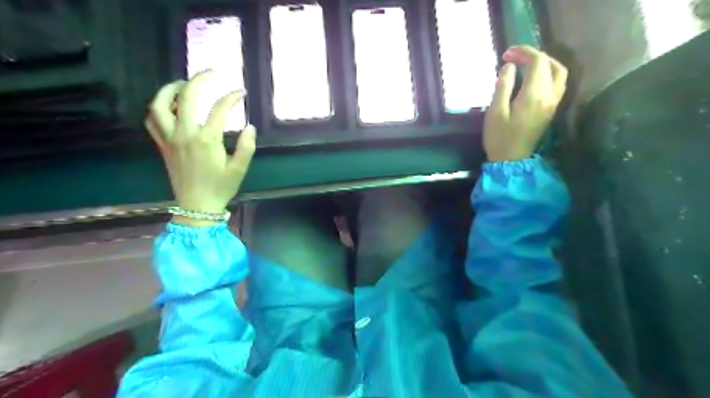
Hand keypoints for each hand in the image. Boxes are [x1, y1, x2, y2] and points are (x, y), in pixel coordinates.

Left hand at [145, 69, 256, 225]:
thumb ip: (247, 147)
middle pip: (187, 97)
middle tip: (211, 73)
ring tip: (184, 84)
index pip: (220, 109)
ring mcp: (170, 139)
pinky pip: (151, 120)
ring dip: (171, 89)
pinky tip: (169, 106)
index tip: (241, 93)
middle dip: (200, 80)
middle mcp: (185, 134)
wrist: (196, 207)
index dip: (232, 97)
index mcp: (207, 140)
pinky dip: (157, 108)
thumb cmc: (220, 188)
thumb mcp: (239, 169)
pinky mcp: (162, 145)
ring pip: (160, 104)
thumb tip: (250, 127)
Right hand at [480, 44, 568, 160]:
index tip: (506, 54)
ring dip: (545, 63)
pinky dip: (548, 74)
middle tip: (514, 58)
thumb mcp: (495, 111)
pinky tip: (534, 78)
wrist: (511, 160)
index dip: (523, 52)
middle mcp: (549, 96)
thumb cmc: (499, 137)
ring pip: (559, 73)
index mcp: (534, 95)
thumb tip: (510, 67)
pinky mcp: (551, 110)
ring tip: (526, 64)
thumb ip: (503, 86)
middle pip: (550, 64)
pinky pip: (557, 84)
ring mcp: (553, 103)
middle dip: (533, 56)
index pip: (537, 62)